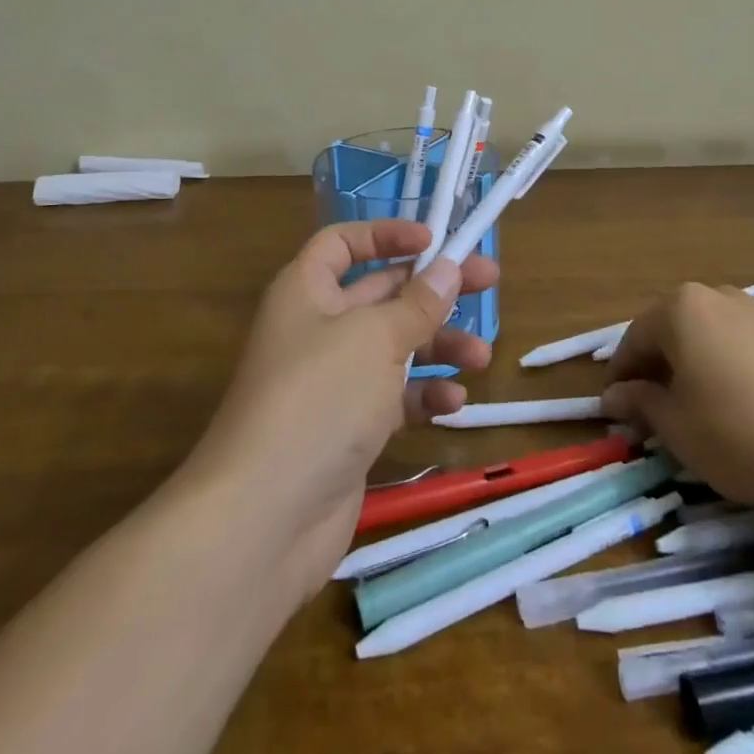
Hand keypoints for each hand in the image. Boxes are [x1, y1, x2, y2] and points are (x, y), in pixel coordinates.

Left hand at [187, 220, 496, 597]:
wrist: (264, 518)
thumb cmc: (319, 399)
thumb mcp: (376, 339)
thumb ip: (418, 303)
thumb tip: (449, 265)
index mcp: (307, 291)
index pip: (343, 243)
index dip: (386, 234)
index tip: (434, 240)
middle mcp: (317, 328)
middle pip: (382, 293)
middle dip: (433, 289)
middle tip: (489, 282)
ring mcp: (332, 381)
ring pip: (395, 346)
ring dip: (439, 347)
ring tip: (482, 356)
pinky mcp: (348, 428)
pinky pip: (393, 397)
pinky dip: (423, 396)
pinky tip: (454, 405)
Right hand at [601, 283, 753, 526]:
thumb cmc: (741, 435)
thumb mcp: (677, 426)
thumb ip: (640, 403)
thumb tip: (614, 396)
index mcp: (681, 308)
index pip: (635, 339)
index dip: (621, 376)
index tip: (615, 410)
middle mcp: (717, 296)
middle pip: (672, 331)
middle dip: (657, 368)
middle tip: (652, 411)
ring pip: (708, 336)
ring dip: (693, 366)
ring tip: (695, 409)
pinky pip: (741, 345)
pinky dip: (727, 368)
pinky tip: (738, 405)